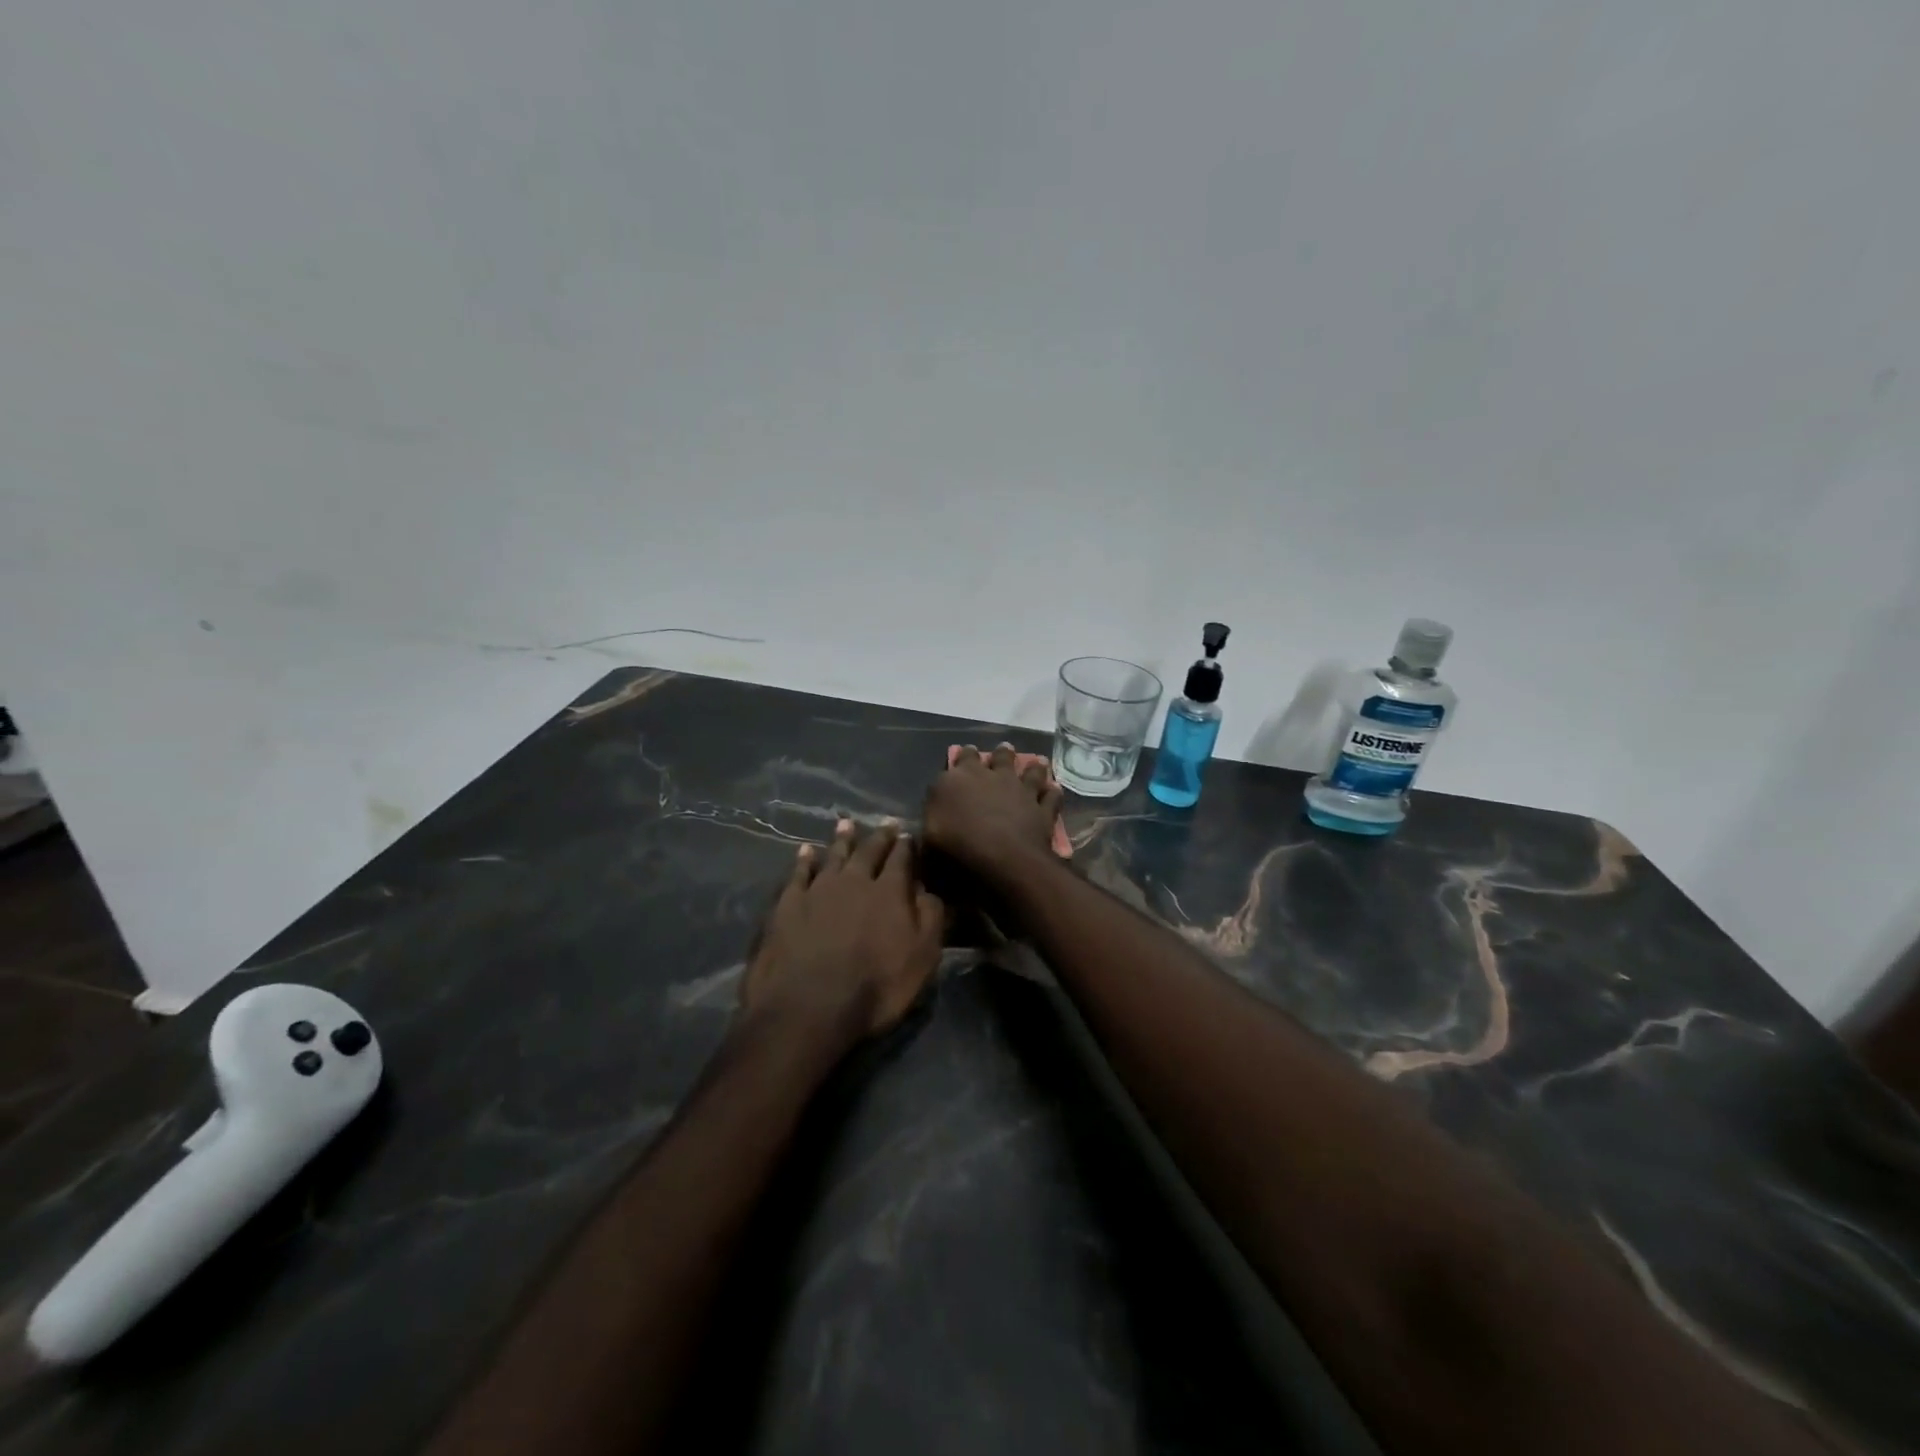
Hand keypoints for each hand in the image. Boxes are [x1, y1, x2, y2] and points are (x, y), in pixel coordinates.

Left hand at [740, 820, 944, 1045]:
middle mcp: (854, 880)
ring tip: (846, 823)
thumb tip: (928, 888)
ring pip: (833, 855)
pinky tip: (805, 850)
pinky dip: (804, 859)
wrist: (809, 1006)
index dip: (906, 846)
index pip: (901, 859)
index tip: (908, 833)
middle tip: (885, 823)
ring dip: (842, 839)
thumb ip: (930, 917)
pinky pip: (798, 873)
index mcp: (889, 892)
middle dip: (879, 836)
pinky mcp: (787, 904)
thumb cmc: (875, 987)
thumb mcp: (922, 957)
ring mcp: (818, 889)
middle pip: (868, 851)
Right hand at [922, 744, 1063, 881]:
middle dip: (999, 754)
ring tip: (1036, 761)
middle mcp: (991, 776)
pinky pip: (1051, 796)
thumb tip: (935, 811)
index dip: (963, 756)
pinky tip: (1054, 790)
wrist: (1003, 859)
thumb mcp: (928, 836)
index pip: (960, 759)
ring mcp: (1020, 790)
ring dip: (1033, 766)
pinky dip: (1052, 792)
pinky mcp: (1042, 808)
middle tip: (1003, 750)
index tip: (965, 753)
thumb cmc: (956, 846)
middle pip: (998, 757)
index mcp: (959, 779)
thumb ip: (932, 818)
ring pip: (1030, 770)